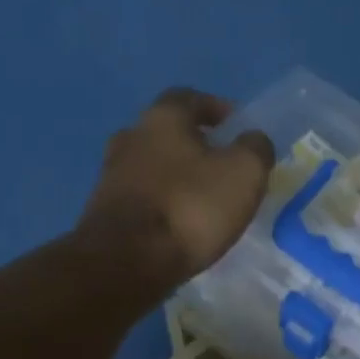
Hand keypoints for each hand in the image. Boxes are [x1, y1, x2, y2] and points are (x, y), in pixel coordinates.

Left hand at [77, 88, 273, 291]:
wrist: (128, 260)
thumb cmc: (191, 208)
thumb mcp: (244, 173)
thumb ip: (255, 149)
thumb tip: (253, 140)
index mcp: (163, 117)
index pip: (190, 98)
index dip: (215, 108)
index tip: (235, 125)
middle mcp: (130, 136)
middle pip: (166, 132)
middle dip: (193, 145)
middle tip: (220, 165)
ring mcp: (112, 174)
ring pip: (151, 165)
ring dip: (175, 176)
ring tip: (200, 199)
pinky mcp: (104, 210)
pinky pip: (141, 197)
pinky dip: (161, 203)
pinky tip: (177, 223)